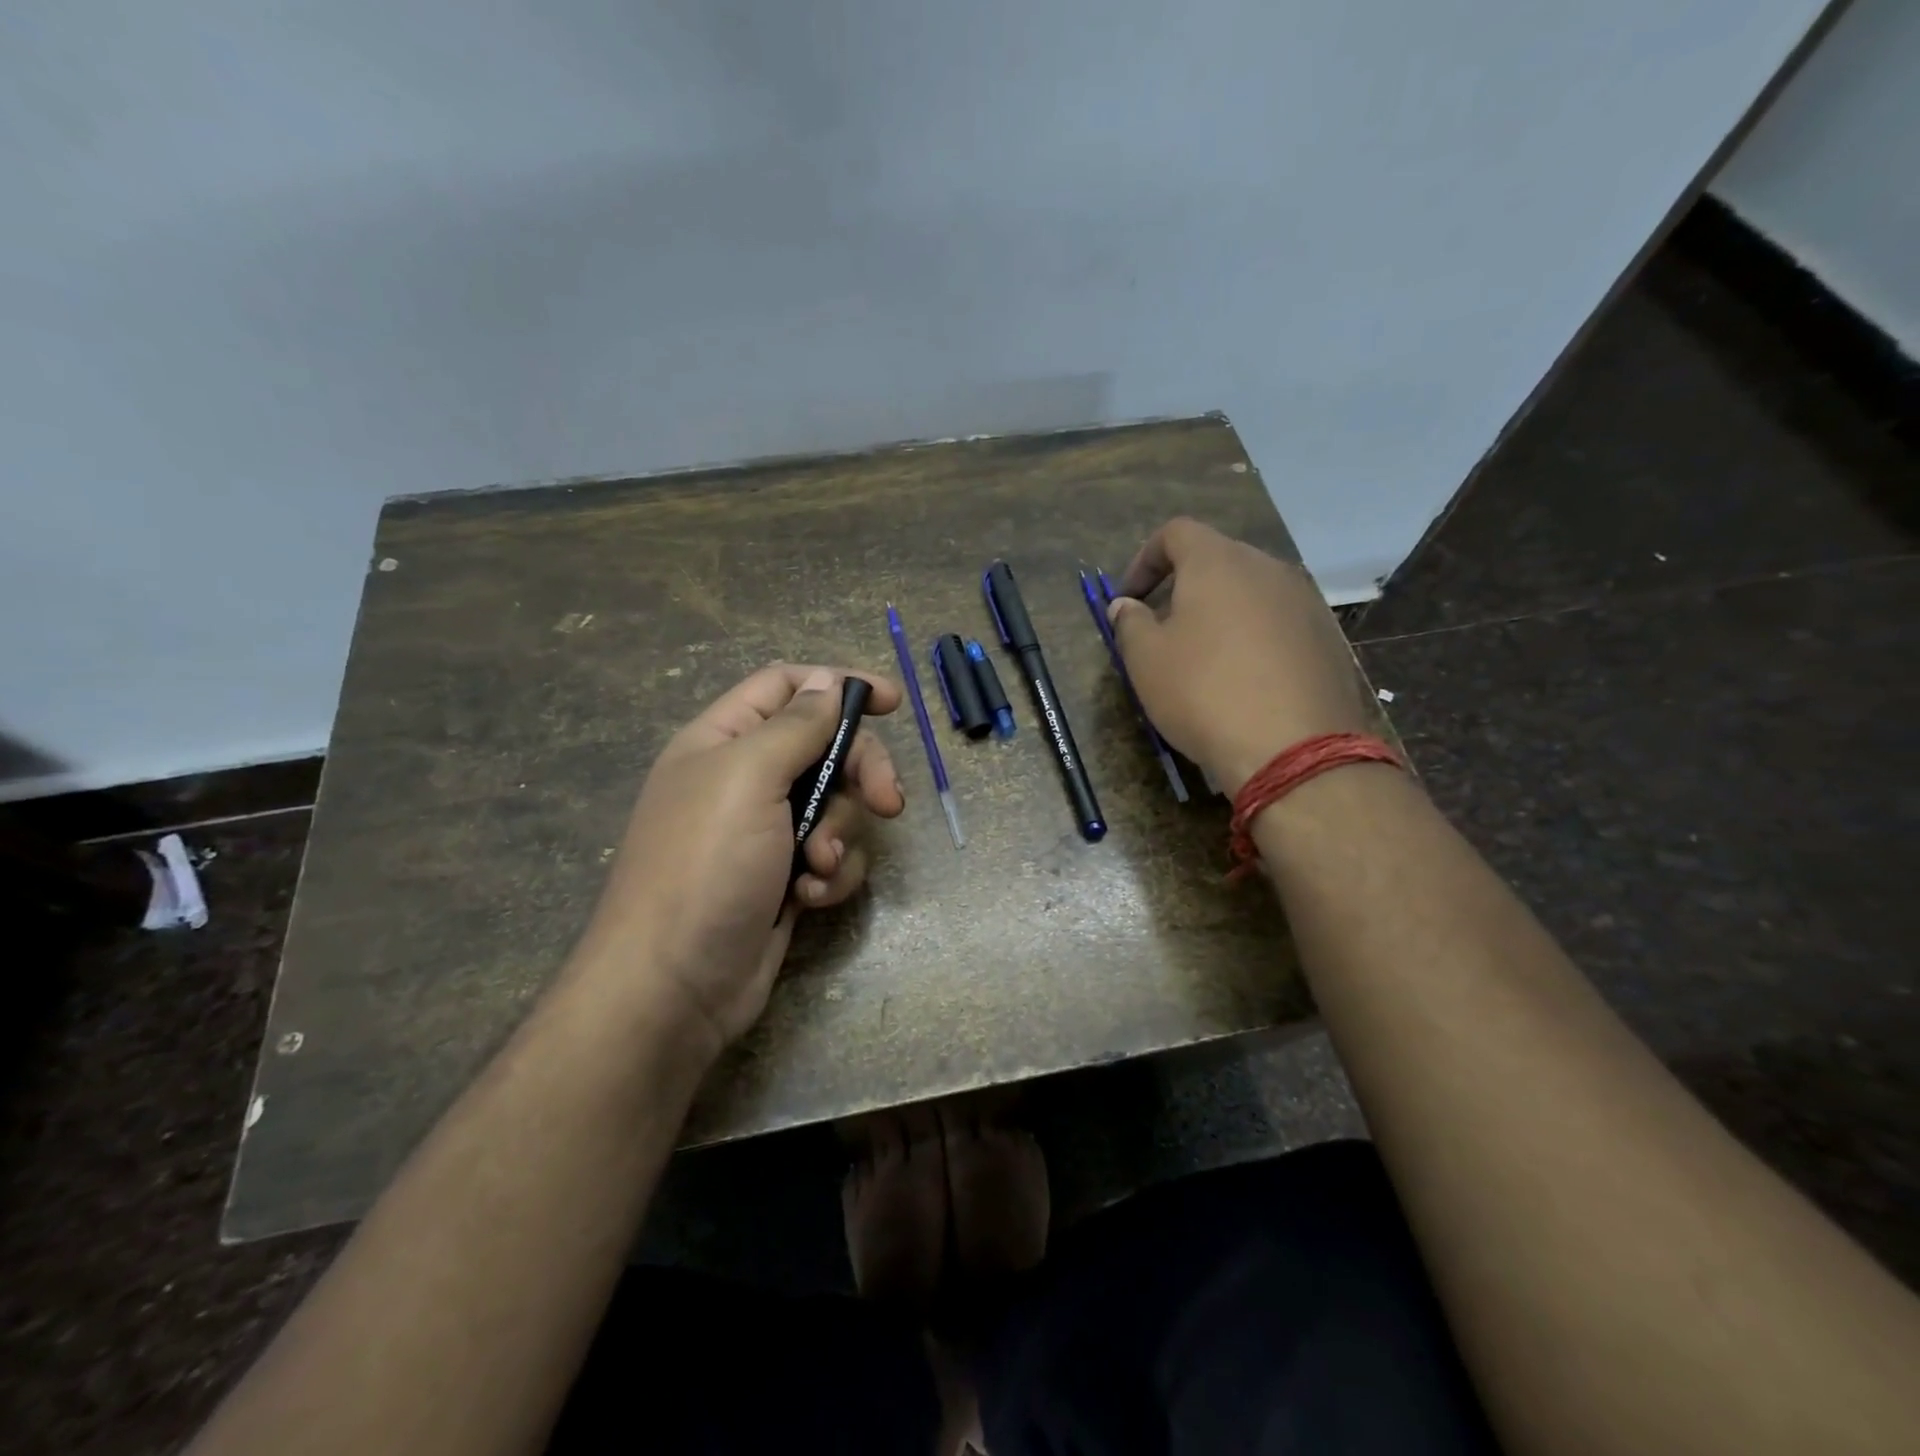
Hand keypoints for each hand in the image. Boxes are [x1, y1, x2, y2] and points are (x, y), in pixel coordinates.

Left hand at [565, 664, 904, 1060]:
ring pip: (838, 805)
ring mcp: (768, 832)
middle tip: (887, 802)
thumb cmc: (705, 865)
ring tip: (819, 866)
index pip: (787, 685)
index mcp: (724, 741)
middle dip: (861, 772)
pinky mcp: (787, 878)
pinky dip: (832, 874)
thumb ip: (795, 725)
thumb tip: (827, 682)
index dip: (838, 684)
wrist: (675, 986)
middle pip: (826, 746)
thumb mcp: (748, 777)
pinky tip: (811, 898)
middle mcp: (747, 779)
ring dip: (842, 834)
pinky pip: (834, 855)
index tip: (891, 701)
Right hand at [1110, 518, 1375, 793]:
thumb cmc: (1203, 693)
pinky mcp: (1327, 638)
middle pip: (1217, 560)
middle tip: (1161, 629)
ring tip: (1202, 657)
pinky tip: (1244, 680)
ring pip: (1251, 592)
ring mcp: (1305, 602)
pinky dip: (1253, 637)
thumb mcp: (1146, 660)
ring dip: (1220, 613)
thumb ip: (1129, 623)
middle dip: (1183, 587)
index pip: (1176, 533)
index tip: (1129, 599)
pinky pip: (1279, 623)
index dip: (1144, 559)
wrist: (1293, 748)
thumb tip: (1125, 605)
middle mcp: (1267, 568)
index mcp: (1218, 562)